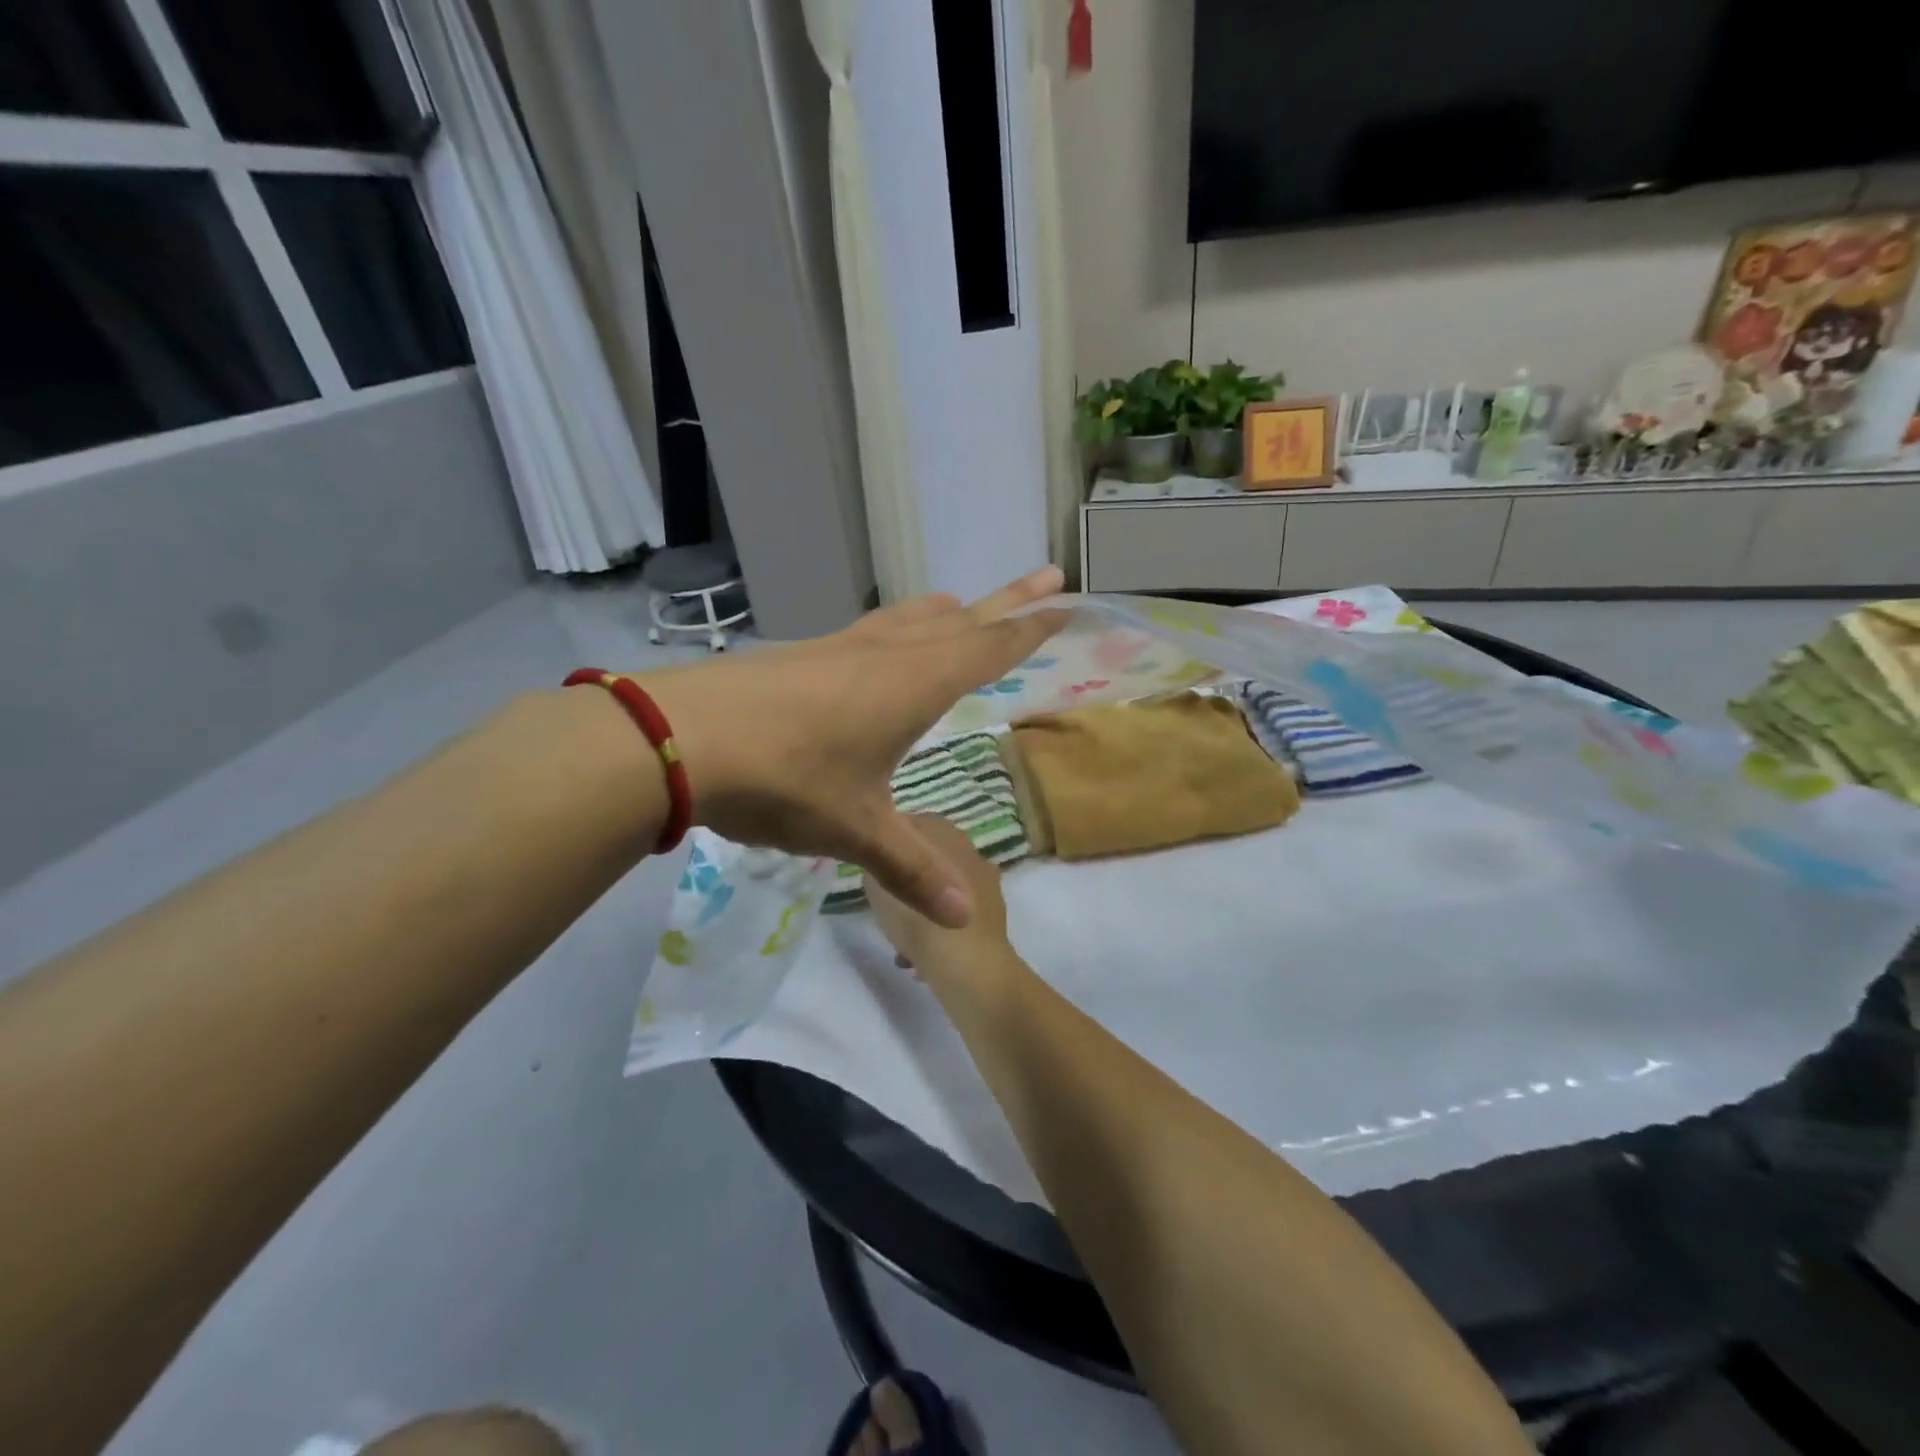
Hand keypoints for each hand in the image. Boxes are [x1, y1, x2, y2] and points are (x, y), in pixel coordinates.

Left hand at [642, 568, 1067, 926]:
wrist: (682, 738)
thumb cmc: (787, 779)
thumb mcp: (855, 830)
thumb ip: (909, 869)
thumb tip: (962, 921)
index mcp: (915, 684)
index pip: (990, 648)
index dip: (1031, 628)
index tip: (1064, 601)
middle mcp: (887, 654)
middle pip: (962, 619)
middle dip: (1008, 601)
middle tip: (1047, 575)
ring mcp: (842, 648)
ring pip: (912, 618)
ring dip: (949, 611)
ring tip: (968, 605)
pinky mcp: (804, 654)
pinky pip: (872, 630)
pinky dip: (900, 625)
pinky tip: (886, 641)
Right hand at [868, 816, 1012, 978]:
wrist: (968, 968)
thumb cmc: (918, 919)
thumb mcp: (877, 883)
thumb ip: (880, 862)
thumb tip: (886, 860)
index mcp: (944, 831)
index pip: (909, 826)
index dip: (888, 849)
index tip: (873, 874)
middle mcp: (969, 849)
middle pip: (927, 862)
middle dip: (907, 886)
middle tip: (885, 912)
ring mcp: (986, 882)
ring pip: (941, 894)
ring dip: (921, 914)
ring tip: (901, 943)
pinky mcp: (993, 916)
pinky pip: (955, 918)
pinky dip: (939, 933)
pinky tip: (921, 959)